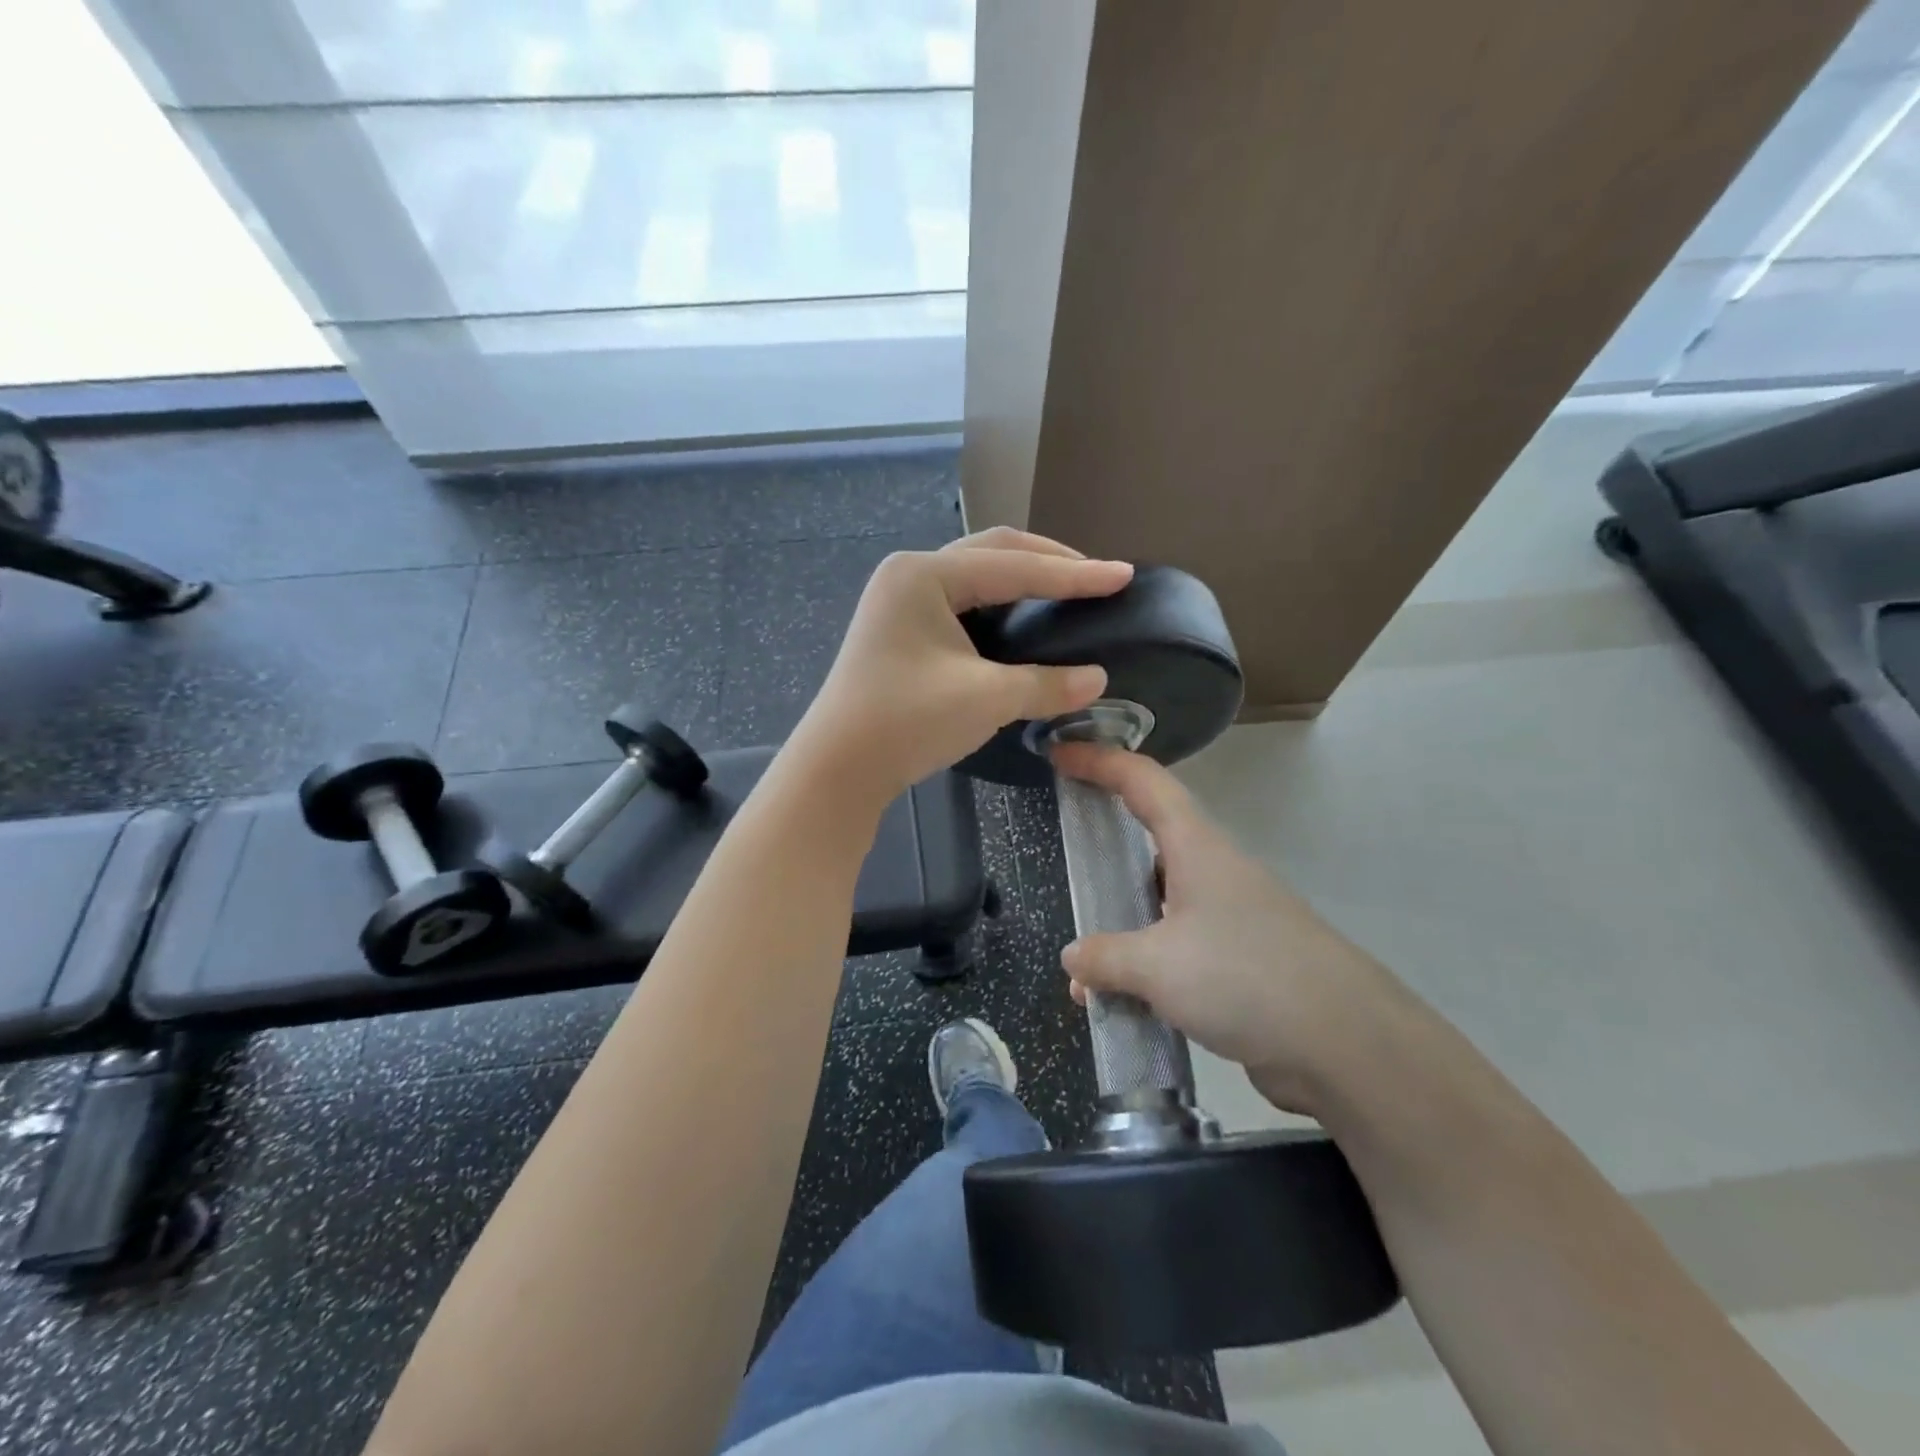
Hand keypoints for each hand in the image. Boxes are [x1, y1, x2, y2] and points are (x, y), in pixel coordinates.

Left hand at [791, 528, 1133, 806]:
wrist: (837, 769)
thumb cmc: (906, 723)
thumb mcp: (985, 699)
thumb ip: (1046, 683)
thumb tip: (1098, 678)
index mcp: (925, 575)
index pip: (1014, 566)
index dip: (1074, 574)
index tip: (1123, 575)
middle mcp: (909, 574)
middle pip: (993, 554)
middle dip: (1049, 562)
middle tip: (1097, 577)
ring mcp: (899, 600)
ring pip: (975, 575)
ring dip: (1023, 579)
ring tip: (1067, 591)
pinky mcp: (899, 628)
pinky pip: (960, 601)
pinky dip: (998, 605)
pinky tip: (1022, 620)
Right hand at [1052, 742, 1403, 1115]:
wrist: (1347, 1045)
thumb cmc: (1246, 977)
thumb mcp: (1158, 965)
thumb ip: (1106, 957)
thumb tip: (1073, 957)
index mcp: (1196, 847)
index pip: (1142, 781)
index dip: (1099, 761)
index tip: (1058, 755)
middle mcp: (1212, 871)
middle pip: (1149, 837)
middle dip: (1105, 842)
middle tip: (1065, 853)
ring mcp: (1227, 916)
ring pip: (1158, 901)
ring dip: (1119, 922)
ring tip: (1083, 962)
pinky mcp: (1237, 961)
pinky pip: (1174, 948)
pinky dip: (1142, 965)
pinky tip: (1118, 1002)